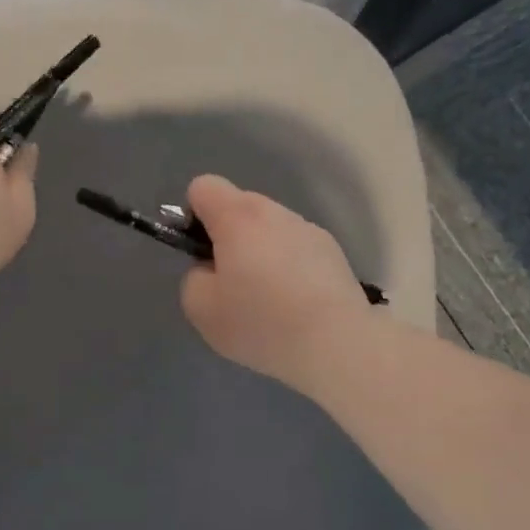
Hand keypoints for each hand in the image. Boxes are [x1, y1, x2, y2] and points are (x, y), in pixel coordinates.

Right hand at [179, 174, 371, 391]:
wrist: (336, 343)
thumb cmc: (260, 322)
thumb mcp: (201, 307)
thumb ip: (194, 277)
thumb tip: (212, 269)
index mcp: (237, 217)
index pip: (203, 187)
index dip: (193, 215)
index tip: (201, 252)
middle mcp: (274, 212)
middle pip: (238, 205)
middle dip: (228, 235)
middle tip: (231, 281)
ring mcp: (308, 229)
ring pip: (270, 228)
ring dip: (260, 250)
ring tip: (267, 298)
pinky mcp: (333, 252)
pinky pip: (296, 248)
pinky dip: (288, 266)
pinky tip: (294, 303)